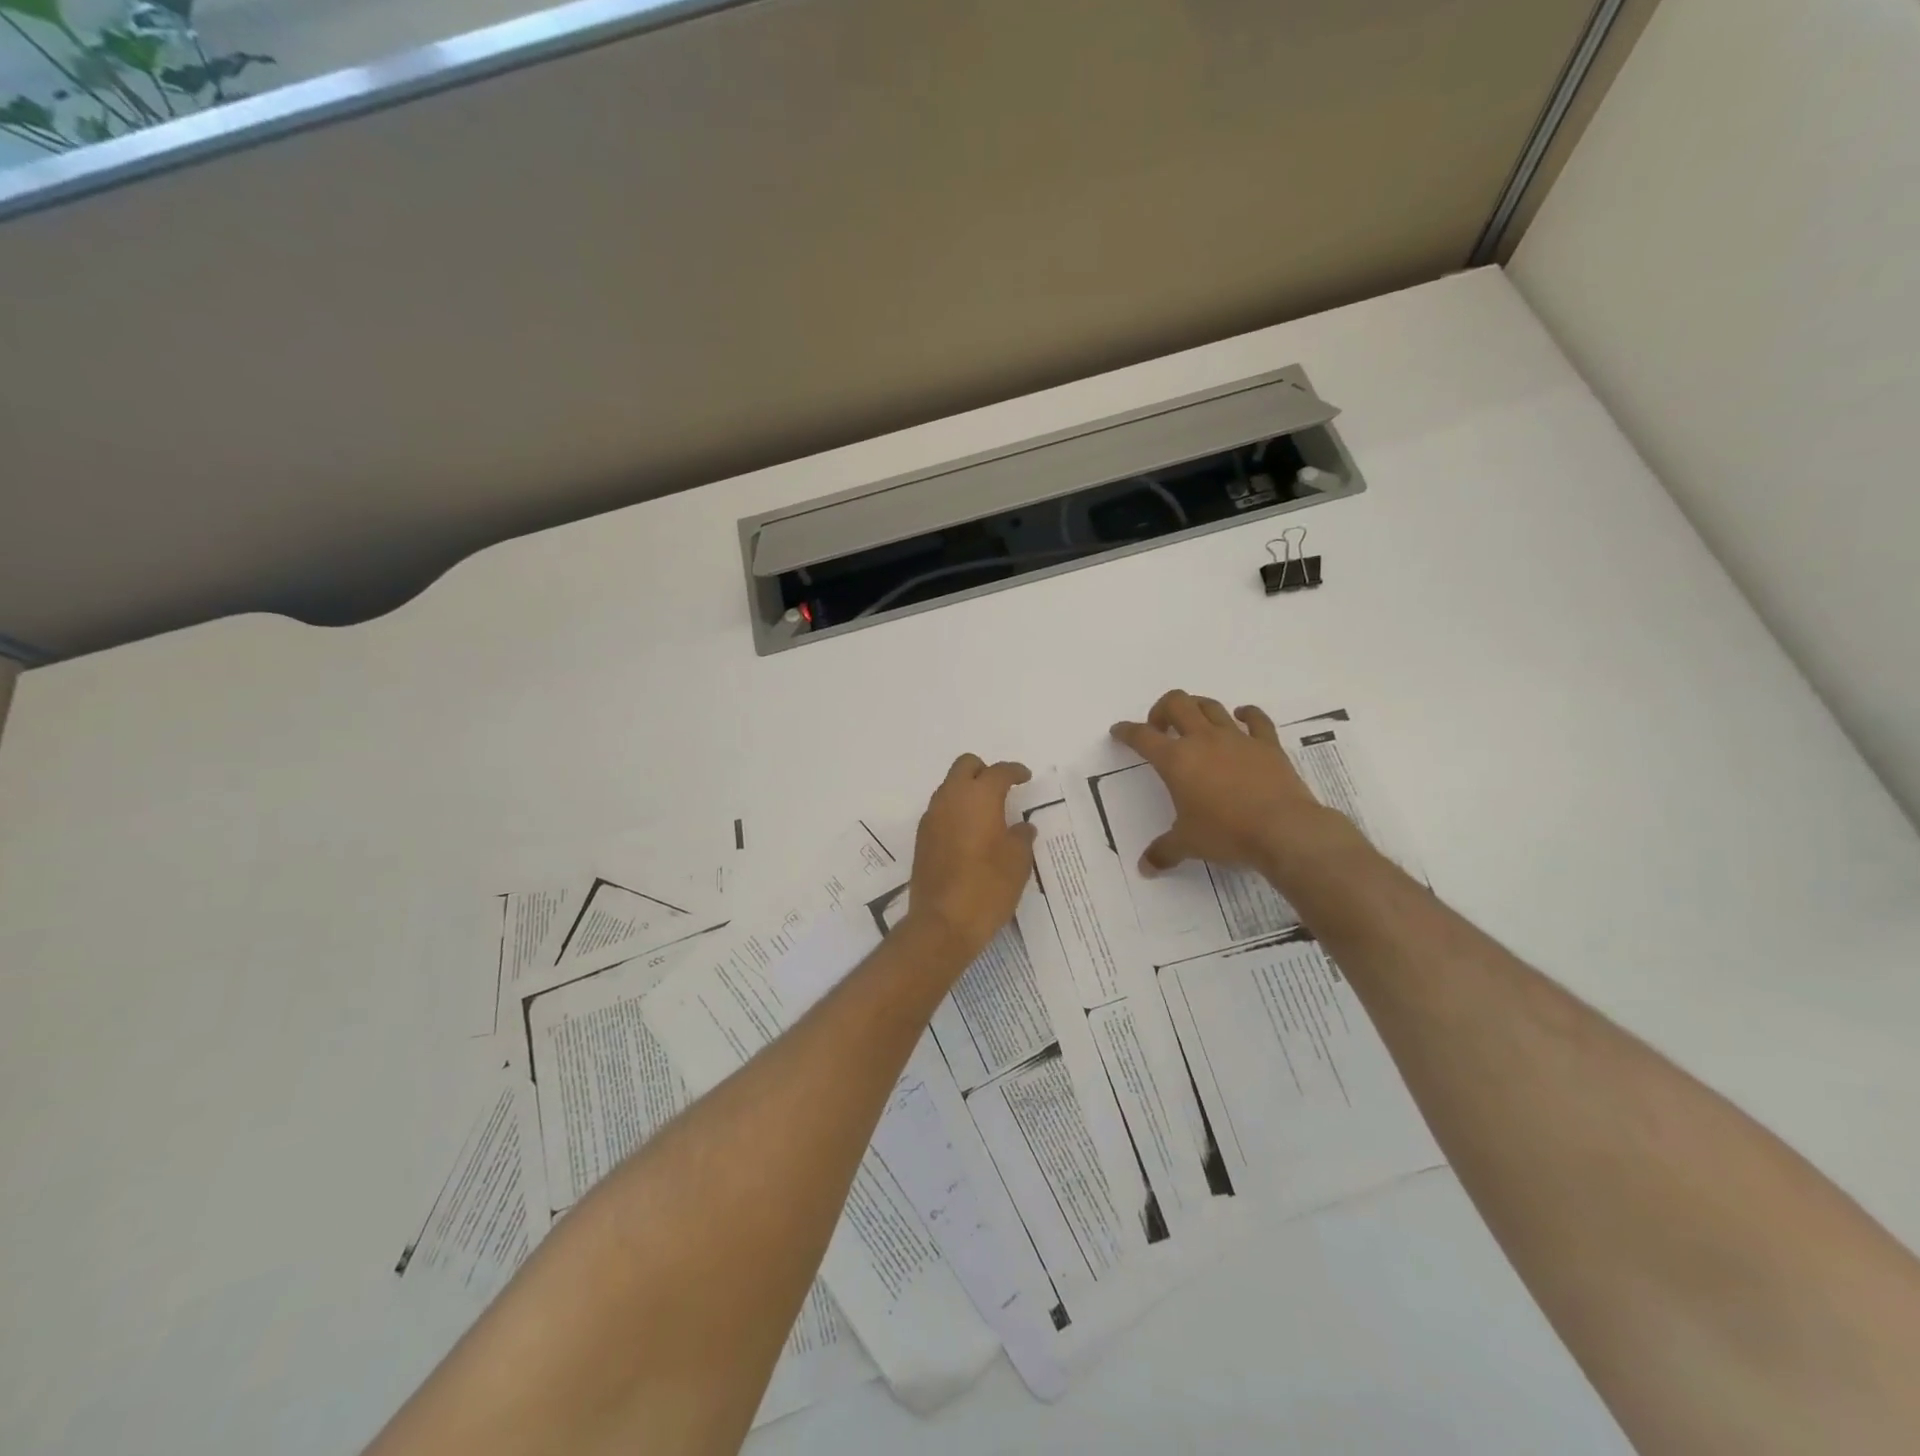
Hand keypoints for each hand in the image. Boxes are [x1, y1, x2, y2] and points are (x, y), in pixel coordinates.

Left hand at [907, 755, 1038, 966]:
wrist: (943, 922)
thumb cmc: (988, 887)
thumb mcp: (1018, 862)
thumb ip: (1021, 837)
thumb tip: (1022, 827)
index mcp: (979, 797)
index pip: (998, 772)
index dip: (1014, 771)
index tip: (1025, 777)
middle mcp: (951, 799)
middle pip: (965, 767)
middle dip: (984, 771)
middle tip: (1002, 788)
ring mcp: (932, 818)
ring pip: (949, 788)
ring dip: (967, 792)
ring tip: (988, 814)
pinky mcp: (922, 839)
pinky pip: (941, 811)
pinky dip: (956, 812)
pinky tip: (970, 834)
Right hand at [1111, 690, 1341, 874]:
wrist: (1283, 830)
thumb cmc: (1226, 834)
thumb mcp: (1188, 844)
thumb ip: (1163, 852)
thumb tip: (1144, 868)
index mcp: (1176, 760)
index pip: (1142, 737)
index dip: (1126, 731)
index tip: (1119, 731)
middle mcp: (1203, 740)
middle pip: (1177, 703)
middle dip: (1162, 709)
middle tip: (1160, 728)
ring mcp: (1237, 738)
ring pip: (1211, 706)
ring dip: (1197, 708)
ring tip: (1193, 722)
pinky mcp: (1267, 744)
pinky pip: (1256, 718)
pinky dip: (1247, 714)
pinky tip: (1241, 717)